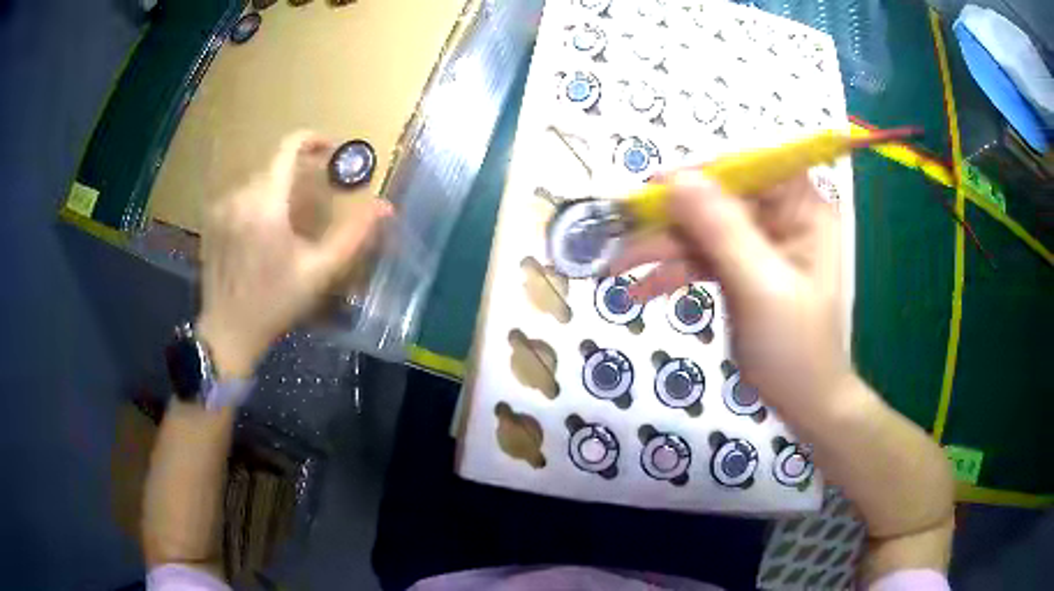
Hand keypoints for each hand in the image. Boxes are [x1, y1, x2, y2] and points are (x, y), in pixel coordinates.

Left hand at [196, 132, 390, 377]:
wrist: (227, 331)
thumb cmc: (275, 302)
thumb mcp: (319, 272)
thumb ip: (353, 234)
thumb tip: (385, 206)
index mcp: (266, 203)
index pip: (288, 148)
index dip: (313, 140)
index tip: (331, 151)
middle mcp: (239, 195)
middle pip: (274, 165)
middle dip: (298, 173)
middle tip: (317, 197)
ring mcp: (221, 207)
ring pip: (257, 181)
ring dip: (278, 189)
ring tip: (290, 219)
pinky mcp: (212, 220)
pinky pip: (240, 195)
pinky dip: (258, 201)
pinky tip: (262, 231)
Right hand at [610, 171, 849, 416]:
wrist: (803, 402)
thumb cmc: (795, 348)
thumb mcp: (761, 287)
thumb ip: (722, 230)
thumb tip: (677, 177)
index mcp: (802, 210)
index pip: (753, 167)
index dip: (707, 170)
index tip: (658, 187)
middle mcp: (780, 218)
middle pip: (718, 198)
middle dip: (672, 218)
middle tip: (622, 233)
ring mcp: (757, 244)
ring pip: (701, 229)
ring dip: (660, 248)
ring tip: (616, 268)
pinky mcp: (739, 269)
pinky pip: (700, 258)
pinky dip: (670, 272)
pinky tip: (639, 291)